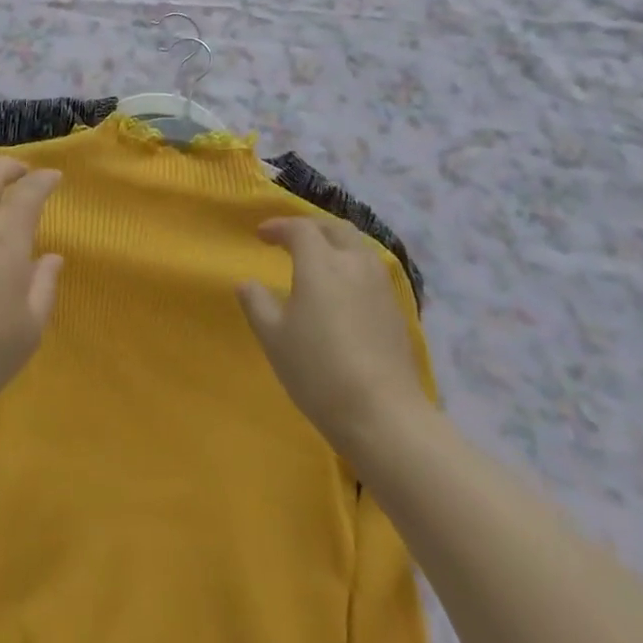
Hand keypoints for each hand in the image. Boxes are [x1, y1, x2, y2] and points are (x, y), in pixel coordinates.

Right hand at [238, 216, 427, 456]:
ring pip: (358, 246)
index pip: (299, 228)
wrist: (384, 416)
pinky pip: (371, 270)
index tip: (261, 235)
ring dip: (335, 243)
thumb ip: (257, 304)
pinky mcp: (396, 309)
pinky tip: (343, 289)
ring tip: (319, 260)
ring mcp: (380, 285)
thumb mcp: (274, 338)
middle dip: (311, 227)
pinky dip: (352, 265)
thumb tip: (246, 283)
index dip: (278, 226)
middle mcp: (354, 262)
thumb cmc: (319, 371)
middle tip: (291, 238)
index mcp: (321, 262)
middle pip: (334, 228)